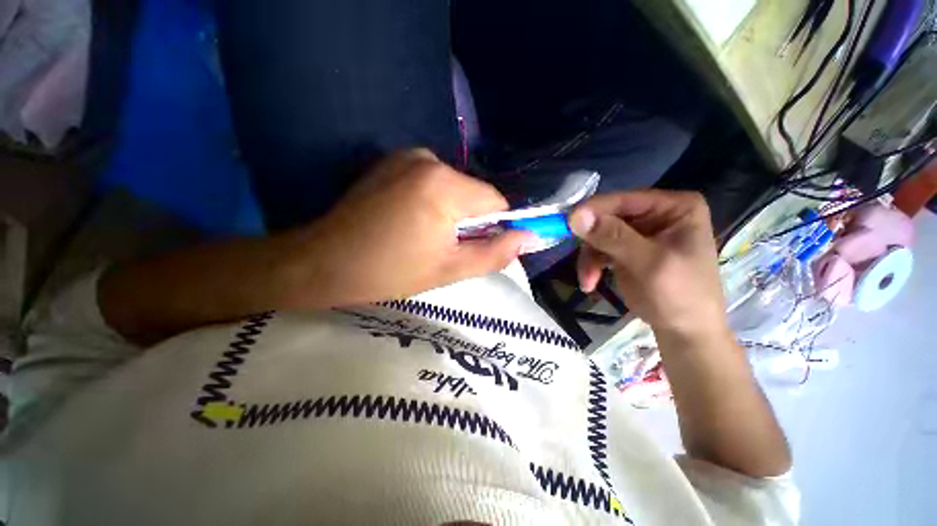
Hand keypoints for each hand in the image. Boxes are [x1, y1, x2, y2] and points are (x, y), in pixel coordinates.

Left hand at [307, 149, 534, 304]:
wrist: (324, 261)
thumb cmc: (390, 272)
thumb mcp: (450, 270)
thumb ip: (495, 253)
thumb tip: (529, 238)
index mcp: (444, 186)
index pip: (495, 201)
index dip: (494, 226)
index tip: (478, 247)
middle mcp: (428, 159)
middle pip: (473, 193)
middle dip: (469, 221)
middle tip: (444, 247)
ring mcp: (407, 156)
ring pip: (454, 188)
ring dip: (450, 212)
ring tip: (423, 236)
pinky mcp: (392, 161)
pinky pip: (432, 182)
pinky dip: (432, 202)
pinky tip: (409, 220)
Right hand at [569, 190, 727, 339]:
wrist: (684, 331)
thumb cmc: (679, 296)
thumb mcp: (648, 264)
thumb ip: (613, 237)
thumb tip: (575, 215)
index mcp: (674, 207)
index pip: (624, 200)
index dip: (594, 211)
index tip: (568, 224)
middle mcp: (655, 214)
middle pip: (607, 217)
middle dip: (591, 243)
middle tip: (581, 261)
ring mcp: (639, 232)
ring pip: (598, 235)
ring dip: (589, 259)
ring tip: (587, 280)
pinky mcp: (626, 249)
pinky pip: (599, 250)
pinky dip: (591, 266)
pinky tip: (590, 283)